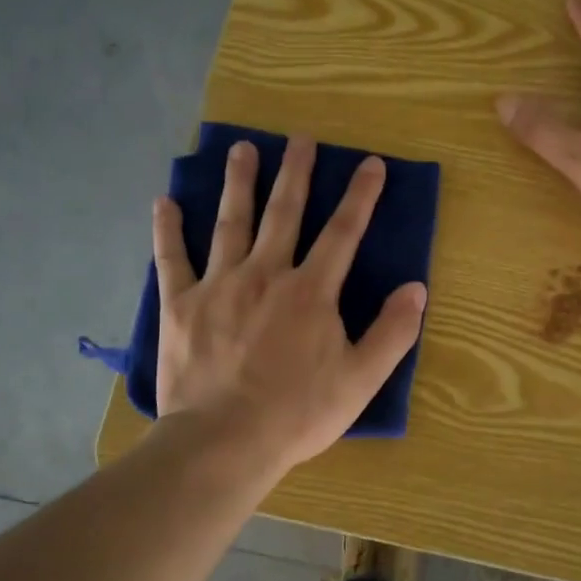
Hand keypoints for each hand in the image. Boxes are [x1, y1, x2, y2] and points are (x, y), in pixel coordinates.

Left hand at [151, 136, 428, 477]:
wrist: (223, 442)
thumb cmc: (297, 413)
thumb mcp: (361, 380)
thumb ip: (392, 332)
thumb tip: (416, 288)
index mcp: (310, 291)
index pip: (343, 232)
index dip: (360, 196)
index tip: (371, 163)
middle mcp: (265, 274)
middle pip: (284, 212)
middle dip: (295, 172)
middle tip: (299, 138)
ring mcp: (219, 285)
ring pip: (230, 222)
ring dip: (238, 183)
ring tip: (241, 148)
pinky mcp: (181, 305)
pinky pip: (172, 259)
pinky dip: (167, 230)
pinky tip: (164, 201)